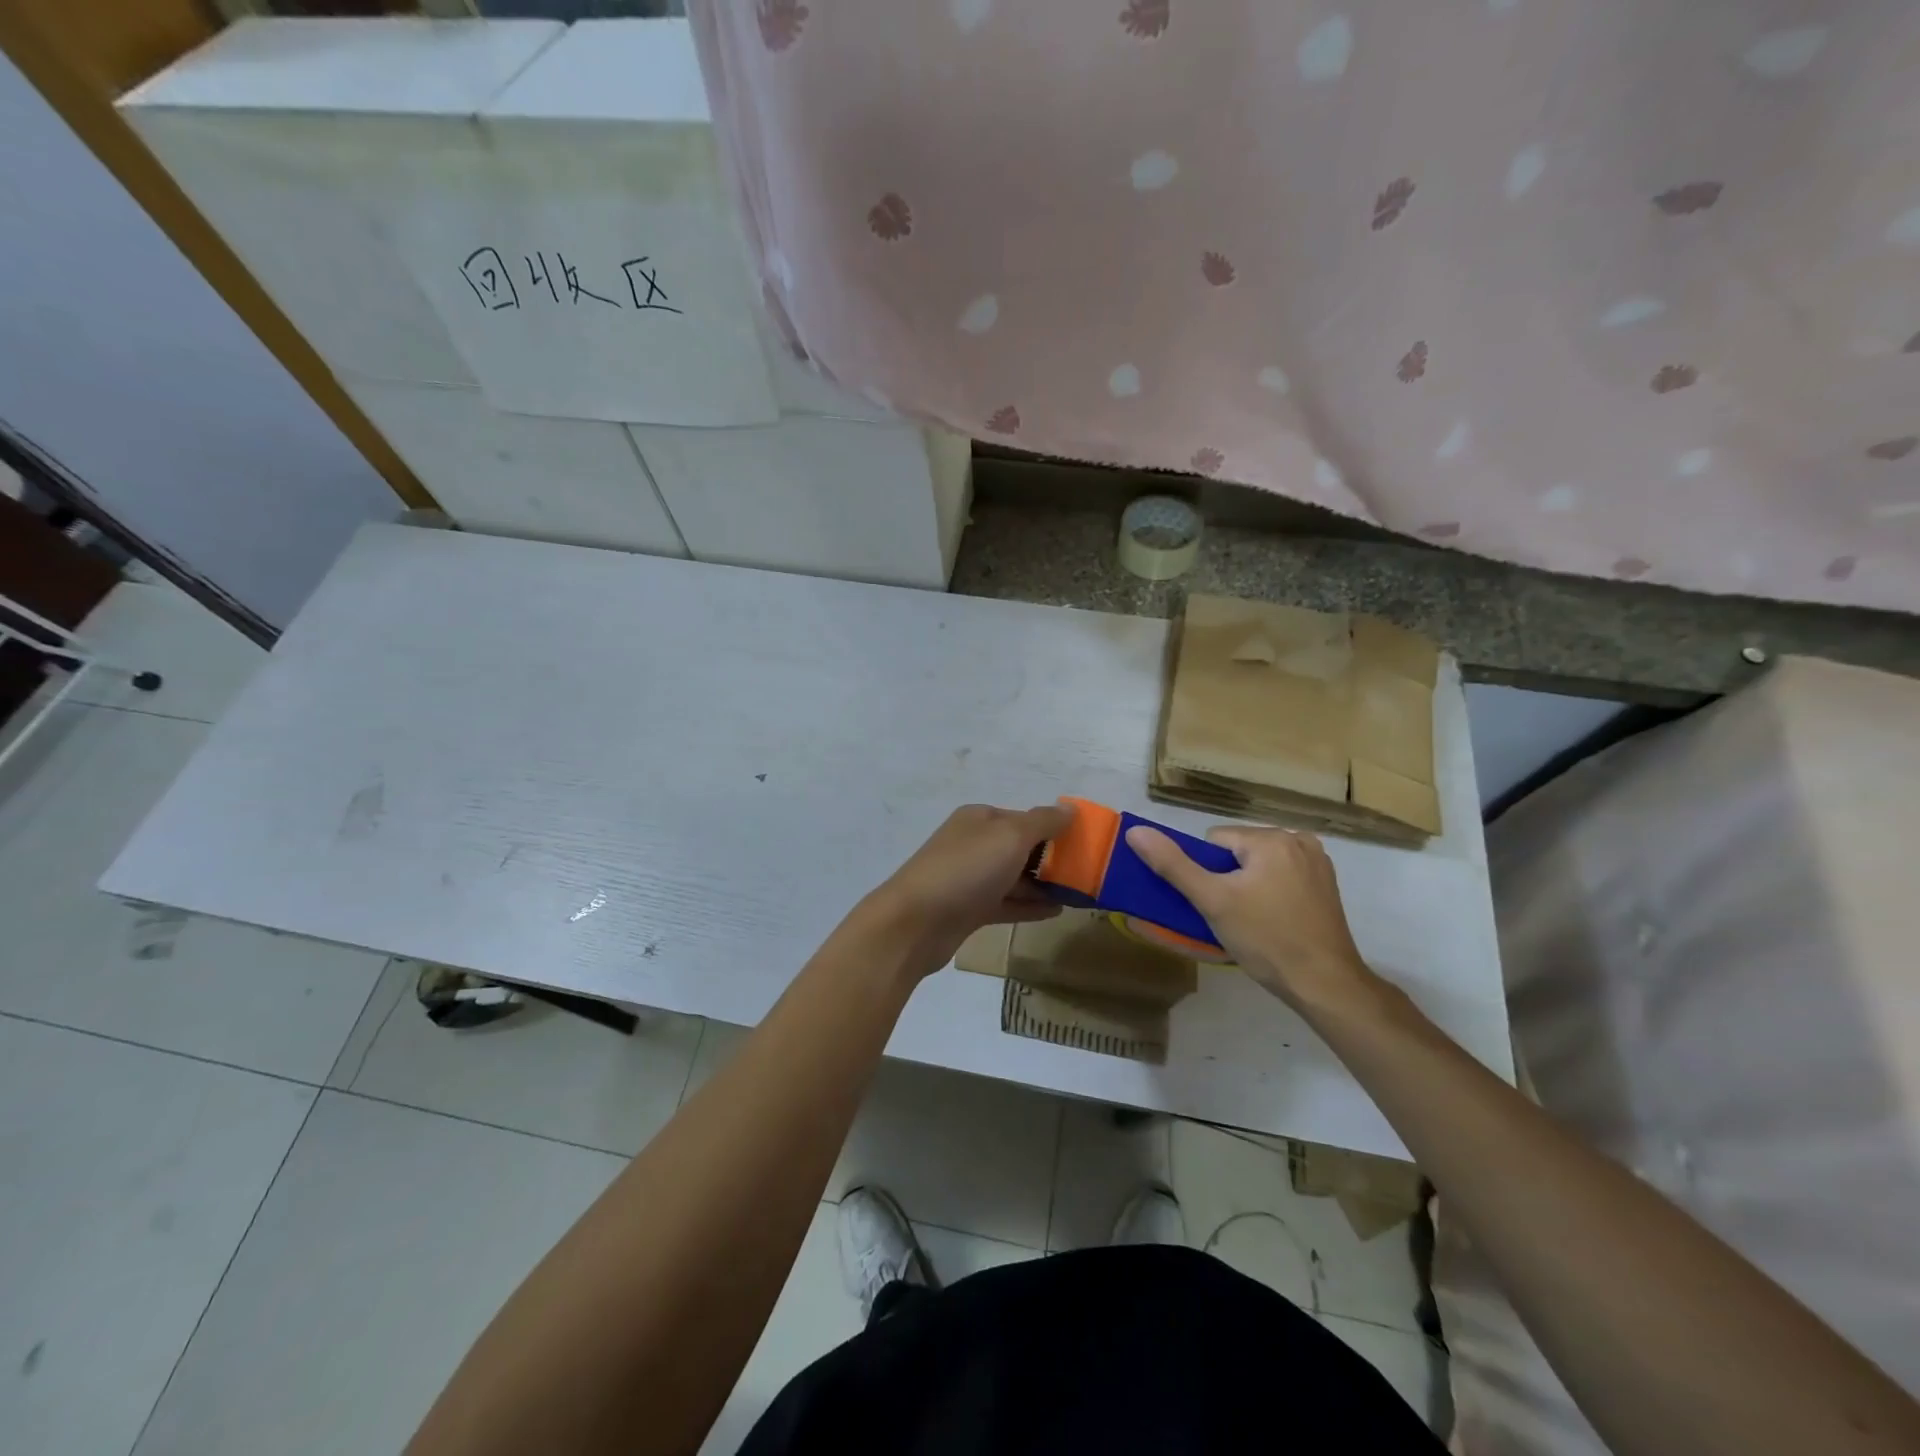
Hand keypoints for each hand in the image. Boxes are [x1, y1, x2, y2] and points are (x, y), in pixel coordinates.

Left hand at [868, 803, 1069, 974]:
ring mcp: (968, 878)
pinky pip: (1006, 903)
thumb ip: (1044, 821)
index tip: (1086, 846)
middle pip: (1020, 848)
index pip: (1024, 818)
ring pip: (1014, 877)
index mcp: (979, 818)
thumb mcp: (1011, 836)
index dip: (1054, 829)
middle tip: (1087, 874)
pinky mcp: (967, 910)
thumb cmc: (966, 870)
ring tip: (1079, 894)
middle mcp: (973, 844)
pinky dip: (1029, 906)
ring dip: (1043, 885)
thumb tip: (1070, 808)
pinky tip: (1057, 911)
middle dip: (1052, 859)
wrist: (915, 923)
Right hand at [1124, 823, 1382, 1014]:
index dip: (1207, 873)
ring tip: (1254, 921)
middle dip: (1229, 878)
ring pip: (1259, 864)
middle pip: (1239, 851)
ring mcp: (1317, 861)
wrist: (1325, 984)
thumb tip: (1136, 832)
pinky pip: (1282, 875)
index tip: (1217, 904)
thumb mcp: (1212, 901)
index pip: (1215, 841)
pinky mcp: (1326, 884)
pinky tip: (1275, 919)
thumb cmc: (1266, 939)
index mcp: (1271, 838)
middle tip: (1234, 916)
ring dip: (1250, 885)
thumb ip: (1172, 864)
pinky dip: (1273, 891)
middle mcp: (1298, 839)